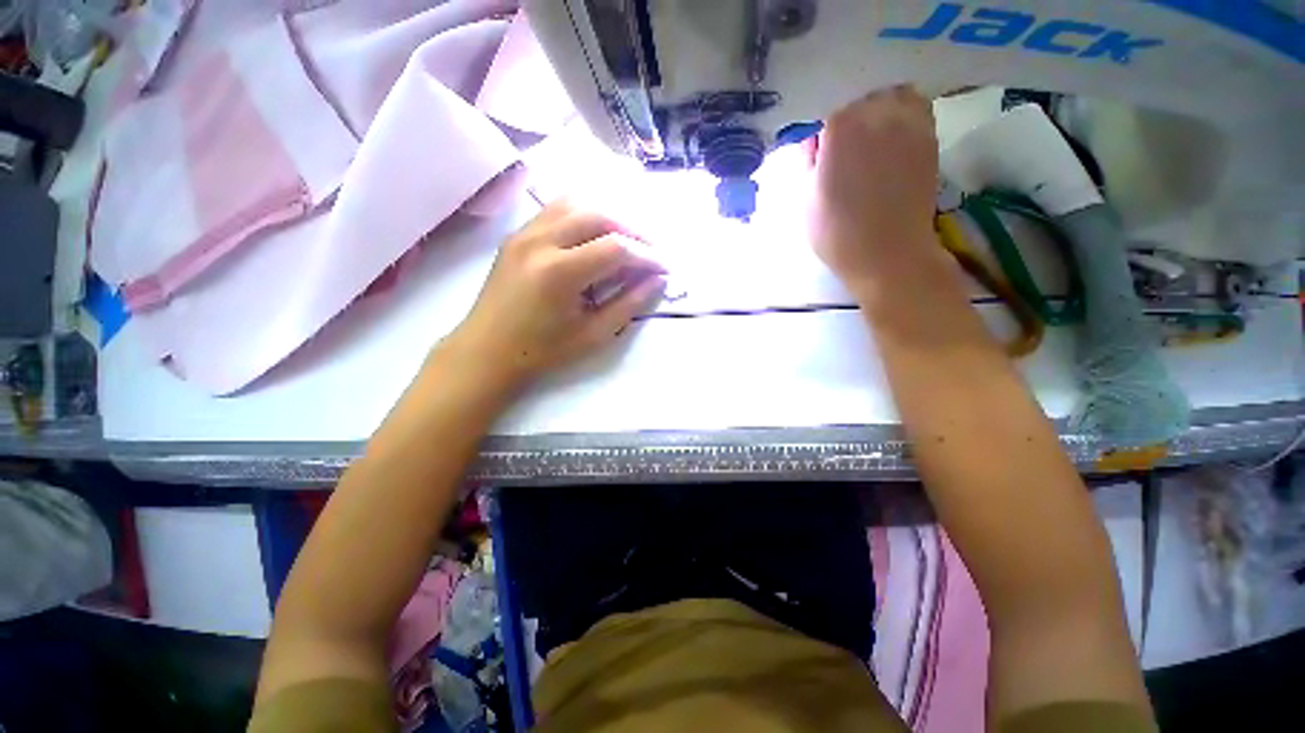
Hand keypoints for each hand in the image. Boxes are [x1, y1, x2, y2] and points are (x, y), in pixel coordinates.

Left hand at [442, 201, 666, 388]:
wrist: (486, 351)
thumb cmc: (542, 351)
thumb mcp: (593, 336)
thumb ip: (629, 304)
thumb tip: (658, 280)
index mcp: (559, 272)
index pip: (616, 248)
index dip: (647, 256)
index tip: (664, 268)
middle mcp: (540, 241)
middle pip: (599, 216)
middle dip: (633, 231)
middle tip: (651, 252)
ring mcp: (524, 233)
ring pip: (577, 204)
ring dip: (609, 218)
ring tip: (627, 241)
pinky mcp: (517, 234)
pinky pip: (557, 209)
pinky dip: (584, 215)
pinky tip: (595, 235)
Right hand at [809, 86, 939, 293]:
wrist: (887, 254)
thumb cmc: (836, 233)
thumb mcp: (806, 201)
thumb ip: (810, 166)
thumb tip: (816, 148)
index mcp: (839, 129)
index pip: (828, 120)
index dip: (824, 143)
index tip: (822, 164)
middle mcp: (875, 115)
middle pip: (861, 105)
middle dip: (852, 124)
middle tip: (847, 155)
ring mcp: (908, 124)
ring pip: (893, 98)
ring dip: (881, 113)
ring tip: (874, 142)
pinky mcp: (929, 139)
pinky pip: (918, 110)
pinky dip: (906, 117)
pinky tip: (896, 142)